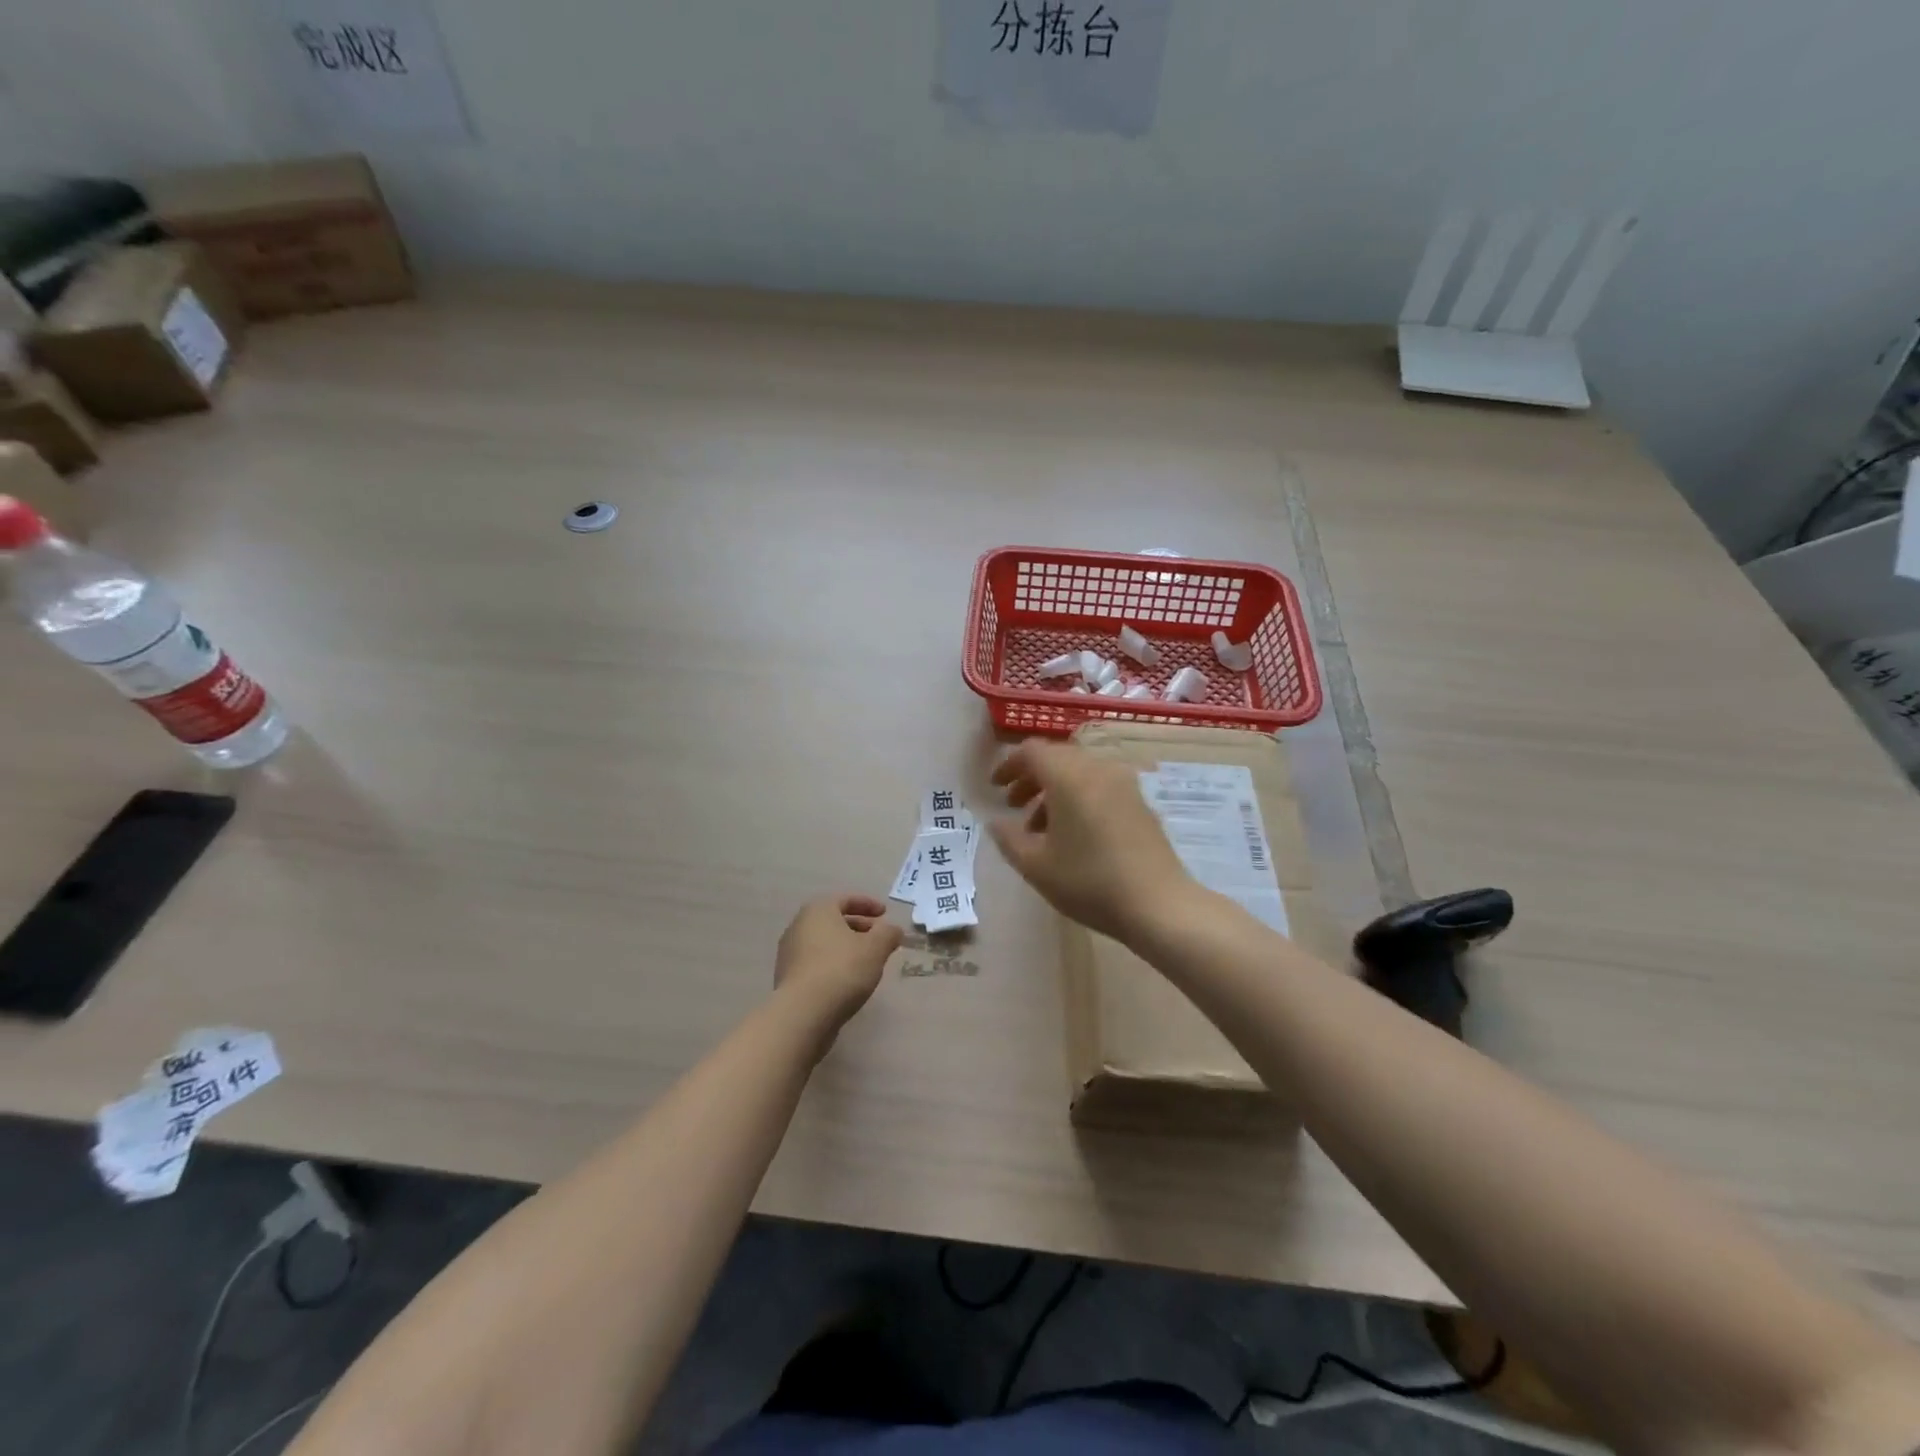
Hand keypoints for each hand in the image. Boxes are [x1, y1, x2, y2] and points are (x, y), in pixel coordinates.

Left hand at [774, 894, 903, 1030]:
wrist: (803, 1013)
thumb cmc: (842, 969)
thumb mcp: (876, 948)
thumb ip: (888, 934)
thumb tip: (893, 930)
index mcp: (818, 910)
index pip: (845, 899)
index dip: (868, 904)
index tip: (885, 914)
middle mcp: (799, 925)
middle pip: (834, 920)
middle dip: (859, 926)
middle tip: (879, 937)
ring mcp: (790, 953)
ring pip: (825, 942)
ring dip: (846, 946)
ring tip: (867, 960)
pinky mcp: (788, 977)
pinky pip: (816, 962)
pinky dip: (834, 963)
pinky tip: (849, 979)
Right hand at [988, 740, 1195, 944]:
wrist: (1158, 905)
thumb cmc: (1089, 882)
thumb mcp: (1036, 866)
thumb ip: (1008, 839)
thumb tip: (996, 822)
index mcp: (1069, 776)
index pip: (1032, 751)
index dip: (1009, 765)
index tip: (995, 788)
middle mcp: (1098, 769)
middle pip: (1057, 758)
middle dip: (1031, 778)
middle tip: (1013, 805)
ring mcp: (1124, 784)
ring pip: (1080, 773)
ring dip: (1054, 791)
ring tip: (1040, 828)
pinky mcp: (1140, 803)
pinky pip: (1100, 787)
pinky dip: (1079, 798)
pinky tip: (1074, 835)